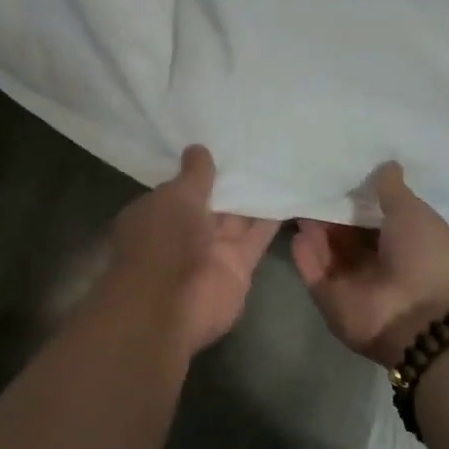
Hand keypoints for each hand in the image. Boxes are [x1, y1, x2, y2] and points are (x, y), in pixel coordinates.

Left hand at [105, 146, 280, 355]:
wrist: (171, 304)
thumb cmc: (162, 241)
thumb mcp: (175, 197)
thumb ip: (193, 175)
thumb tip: (198, 149)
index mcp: (157, 214)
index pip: (180, 188)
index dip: (200, 170)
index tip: (222, 143)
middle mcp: (183, 233)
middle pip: (212, 203)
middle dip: (231, 180)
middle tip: (258, 145)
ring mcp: (211, 252)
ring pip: (237, 219)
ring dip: (255, 196)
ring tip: (280, 162)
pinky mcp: (238, 267)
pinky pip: (257, 237)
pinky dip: (272, 219)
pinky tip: (290, 192)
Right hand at [291, 162, 448, 366]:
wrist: (420, 319)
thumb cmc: (427, 258)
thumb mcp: (414, 213)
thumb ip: (392, 191)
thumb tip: (387, 164)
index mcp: (408, 244)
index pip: (377, 218)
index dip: (361, 197)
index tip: (341, 172)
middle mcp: (380, 264)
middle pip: (349, 234)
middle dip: (333, 211)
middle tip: (311, 181)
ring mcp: (354, 284)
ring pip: (328, 250)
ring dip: (316, 228)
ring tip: (300, 198)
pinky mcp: (330, 299)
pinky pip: (313, 271)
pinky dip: (305, 252)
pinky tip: (297, 228)